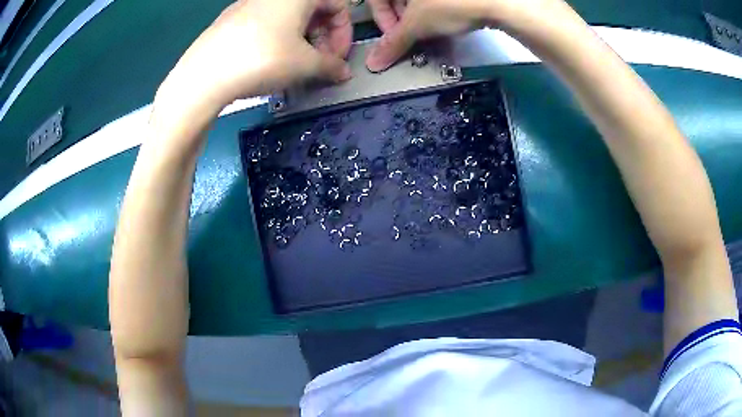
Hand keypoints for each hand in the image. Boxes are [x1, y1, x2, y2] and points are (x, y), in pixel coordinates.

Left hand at [160, 0, 352, 110]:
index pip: (338, 4)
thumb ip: (331, 66)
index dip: (344, 32)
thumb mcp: (305, 65)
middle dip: (323, 37)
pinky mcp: (231, 20)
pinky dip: (278, 40)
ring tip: (295, 66)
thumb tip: (343, 72)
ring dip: (301, 40)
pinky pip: (266, 24)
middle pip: (312, 9)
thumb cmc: (261, 60)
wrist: (203, 76)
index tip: (338, 57)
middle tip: (319, 63)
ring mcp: (249, 4)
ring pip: (288, 18)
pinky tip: (270, 63)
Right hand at [366, 0, 495, 71]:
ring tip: (433, 30)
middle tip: (414, 35)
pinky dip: (436, 12)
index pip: (375, 0)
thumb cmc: (452, 3)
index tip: (396, 37)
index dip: (383, 20)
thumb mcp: (417, 25)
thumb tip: (375, 61)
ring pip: (417, 1)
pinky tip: (446, 22)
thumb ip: (393, 43)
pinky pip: (436, 1)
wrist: (496, 0)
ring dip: (421, 18)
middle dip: (403, 20)